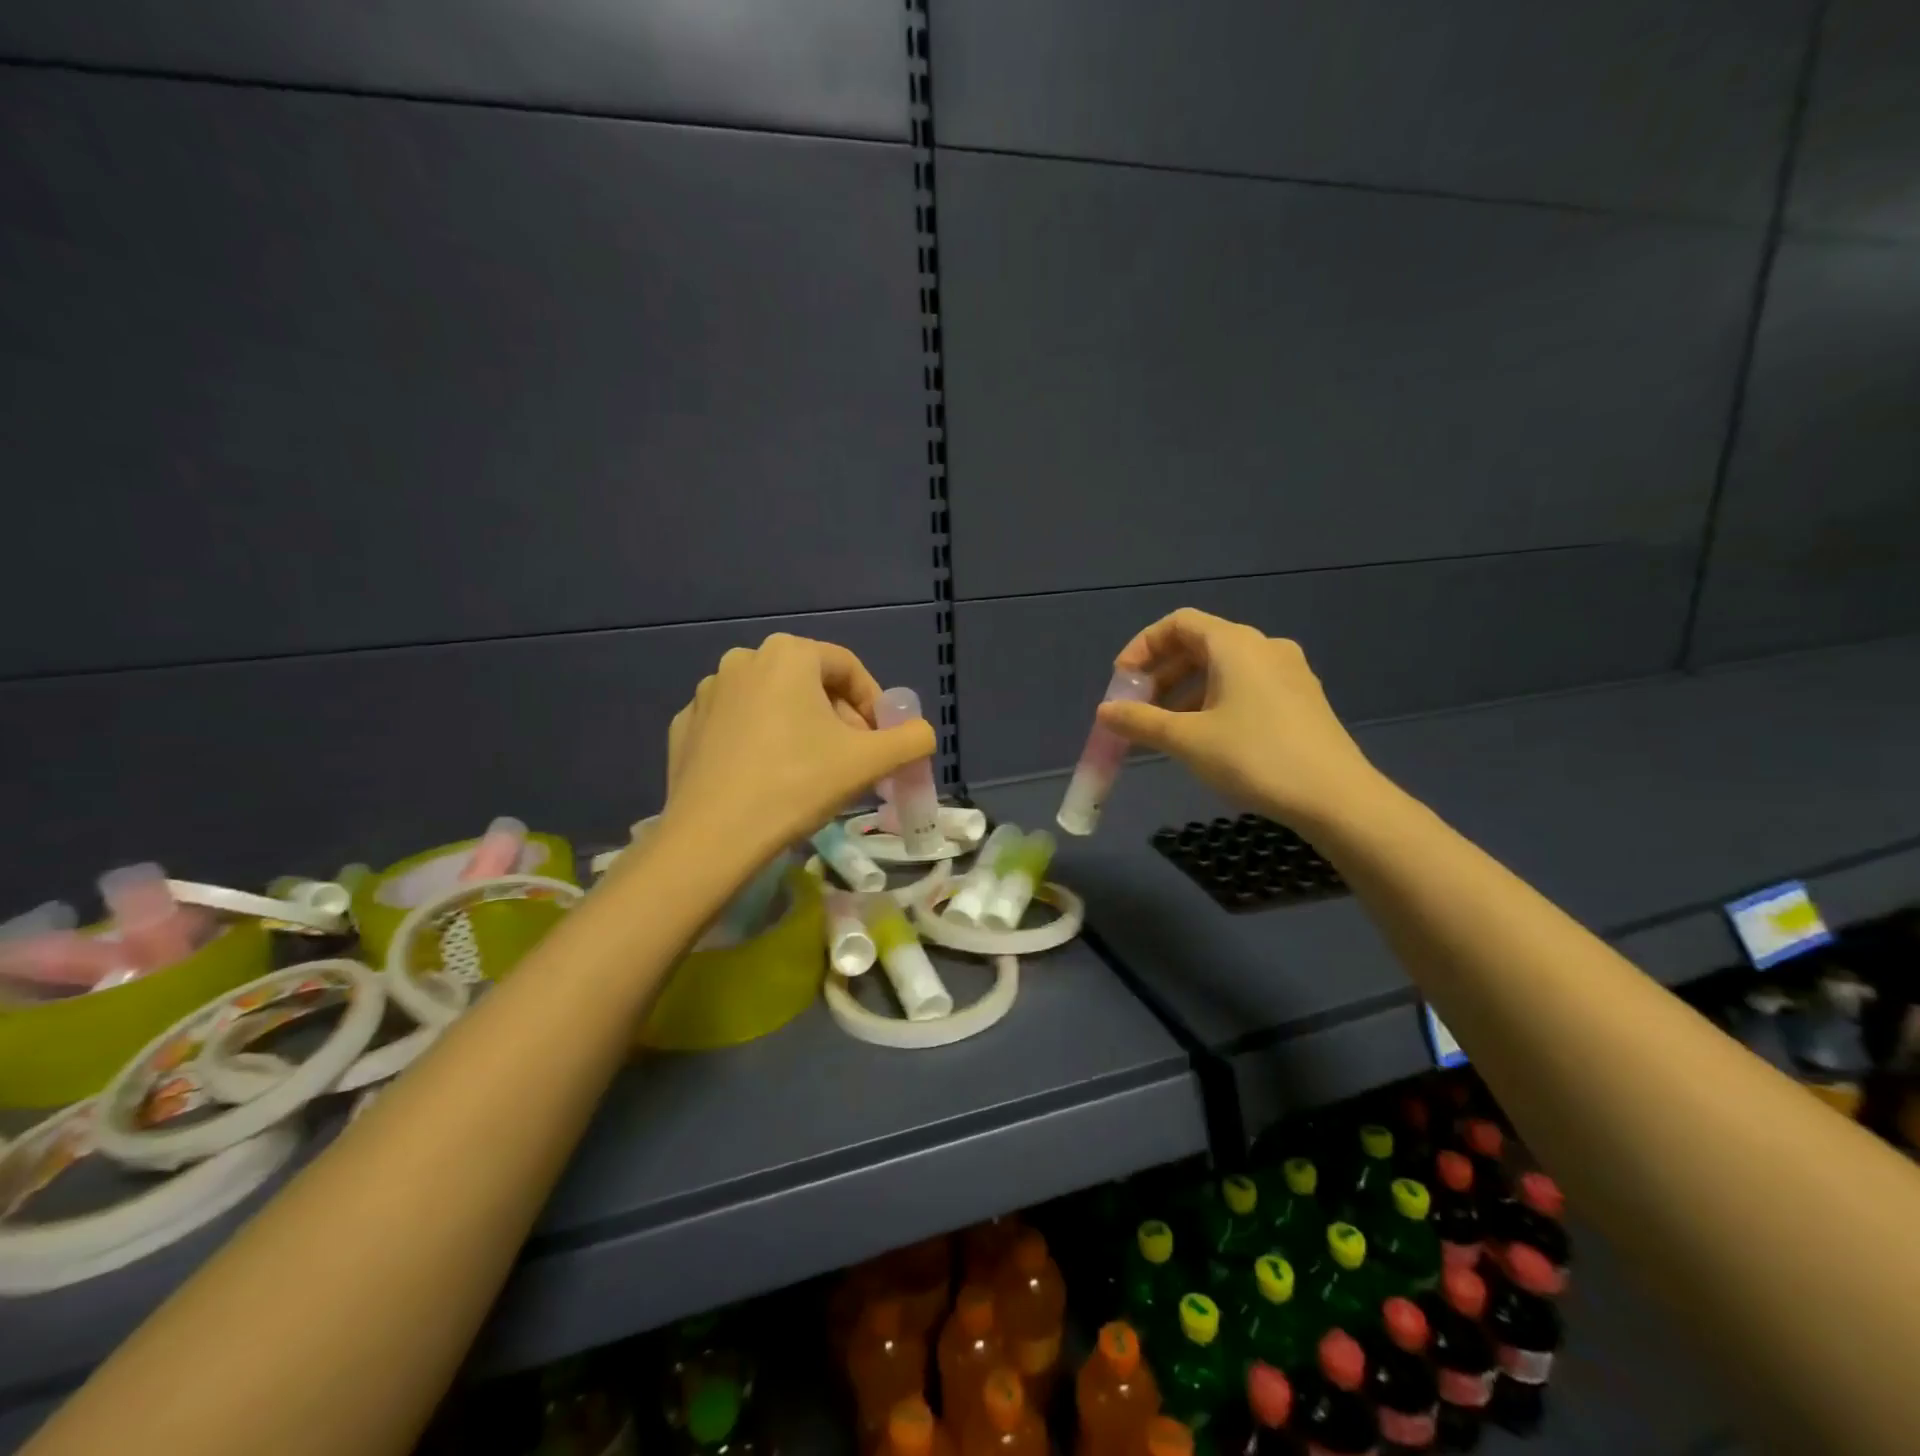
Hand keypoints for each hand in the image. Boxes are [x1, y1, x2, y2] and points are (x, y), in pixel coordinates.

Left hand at [661, 634, 935, 865]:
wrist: (713, 837)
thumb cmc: (797, 784)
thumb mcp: (870, 761)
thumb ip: (911, 739)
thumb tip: (922, 734)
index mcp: (788, 654)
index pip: (848, 668)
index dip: (874, 703)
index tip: (881, 741)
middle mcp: (743, 659)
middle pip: (810, 684)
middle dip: (838, 719)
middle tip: (851, 761)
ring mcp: (707, 693)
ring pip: (772, 703)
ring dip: (799, 729)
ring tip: (810, 773)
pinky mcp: (685, 726)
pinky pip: (737, 726)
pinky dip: (759, 743)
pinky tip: (766, 779)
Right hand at [1098, 609, 1384, 832]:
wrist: (1335, 798)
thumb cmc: (1254, 757)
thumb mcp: (1187, 740)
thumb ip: (1140, 721)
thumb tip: (1104, 711)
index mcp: (1235, 644)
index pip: (1178, 623)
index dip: (1142, 647)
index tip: (1122, 682)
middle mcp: (1264, 647)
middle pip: (1199, 644)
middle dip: (1161, 674)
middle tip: (1138, 709)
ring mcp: (1288, 673)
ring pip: (1223, 669)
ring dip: (1185, 692)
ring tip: (1166, 729)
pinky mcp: (1301, 700)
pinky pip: (1245, 687)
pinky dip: (1214, 701)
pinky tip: (1205, 738)